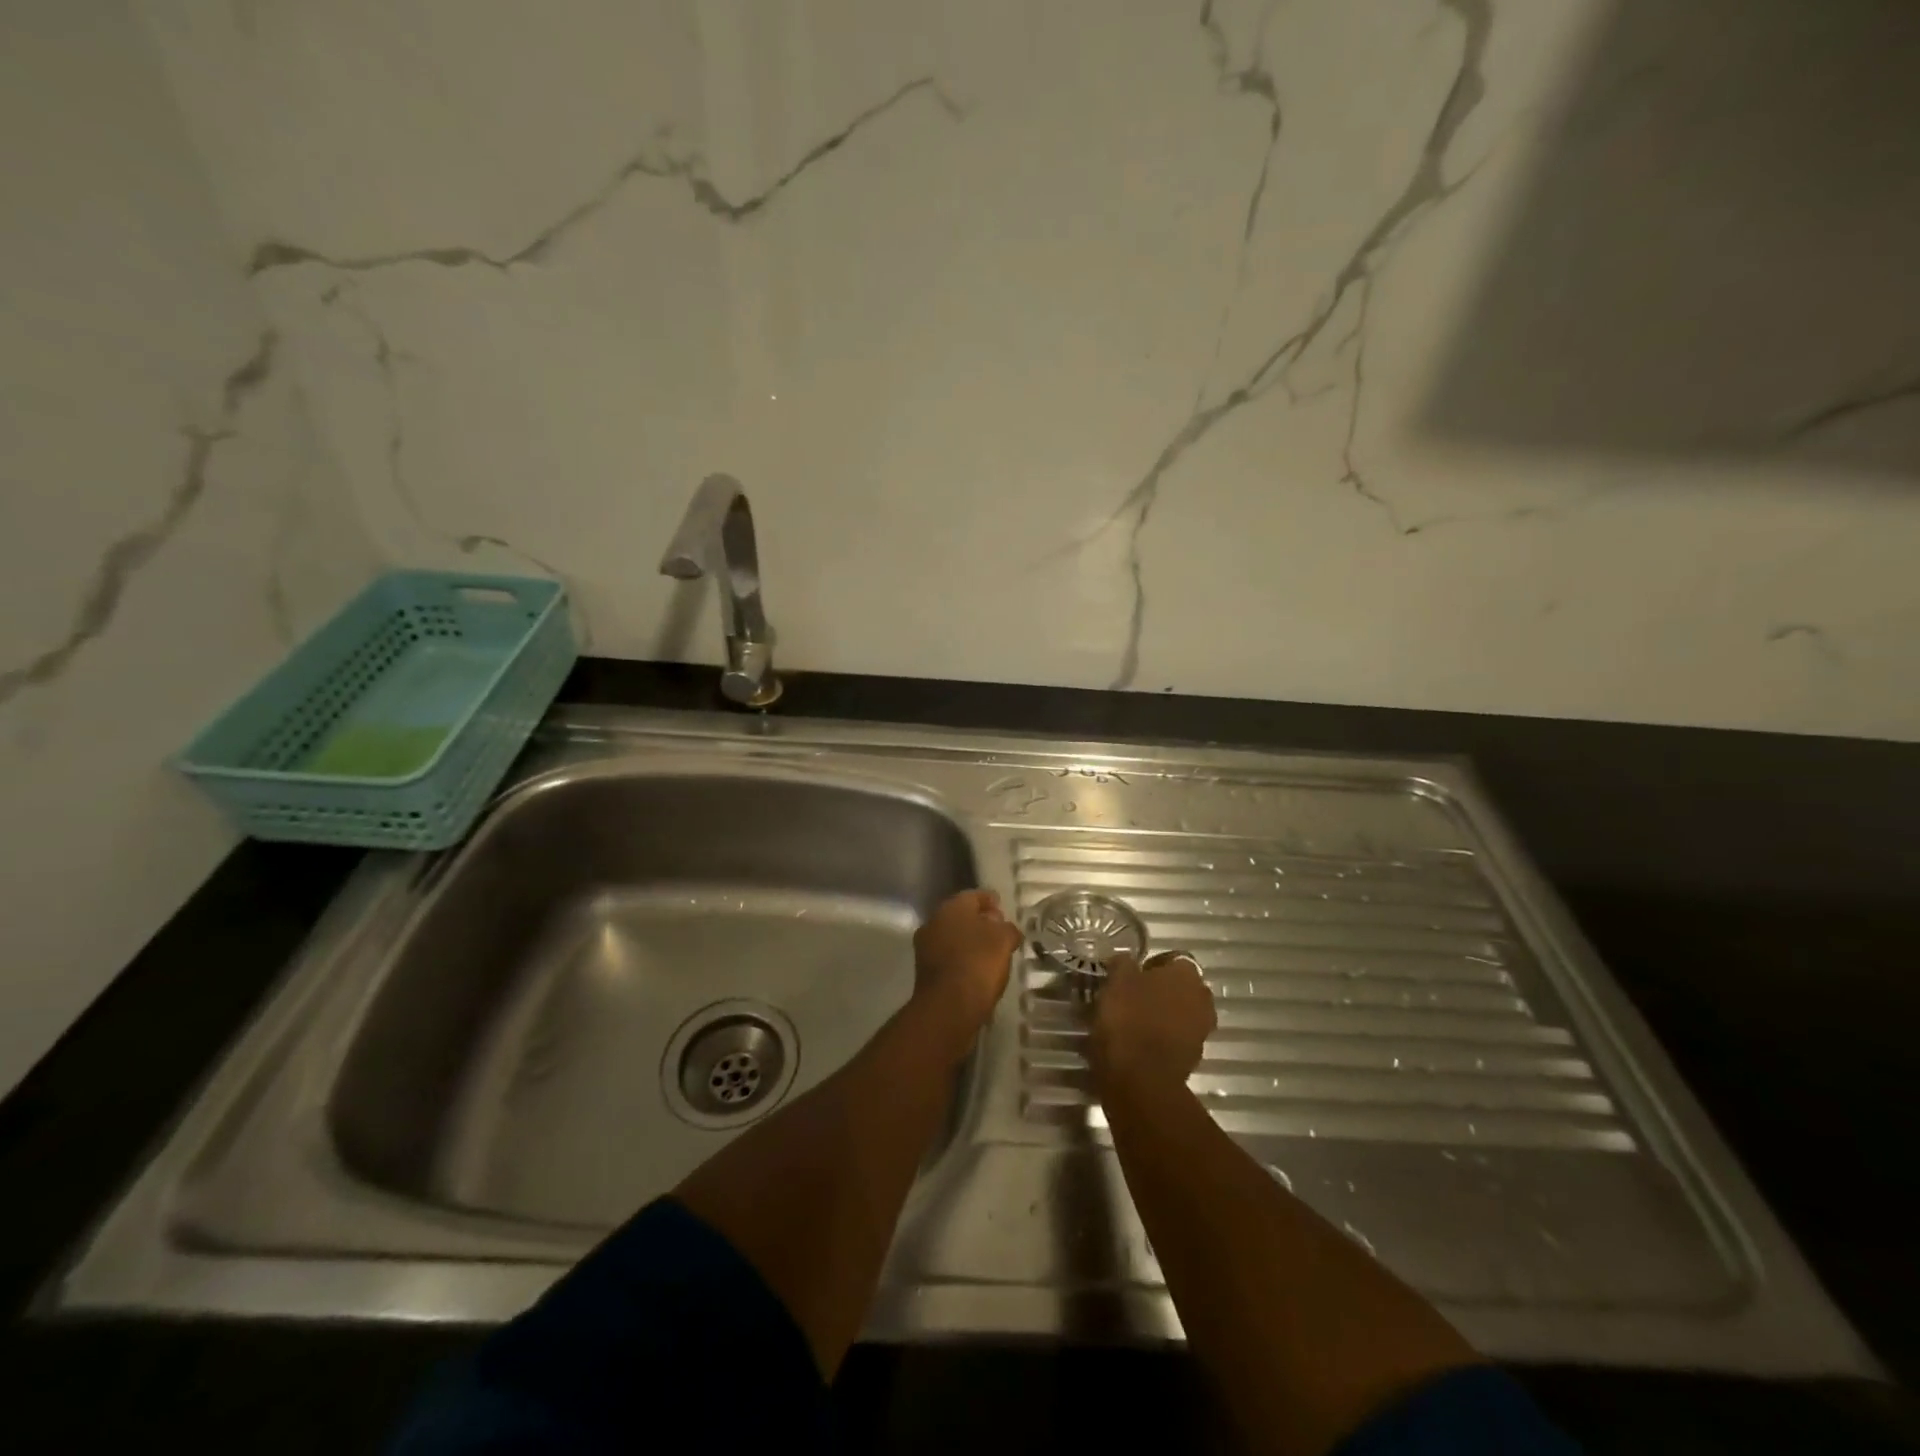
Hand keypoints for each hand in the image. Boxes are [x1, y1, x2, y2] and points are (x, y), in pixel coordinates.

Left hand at [912, 889, 1021, 1045]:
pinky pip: (949, 957)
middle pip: (961, 916)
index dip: (990, 900)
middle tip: (999, 931)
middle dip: (979, 921)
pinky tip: (977, 970)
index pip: (974, 896)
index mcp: (952, 907)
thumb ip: (1007, 928)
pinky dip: (962, 959)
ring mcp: (926, 947)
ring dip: (970, 941)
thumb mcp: (1004, 940)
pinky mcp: (925, 971)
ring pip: (953, 937)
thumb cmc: (979, 964)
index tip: (1002, 907)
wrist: (948, 1007)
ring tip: (991, 953)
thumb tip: (1003, 927)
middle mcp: (934, 921)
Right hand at [1089, 951, 1215, 1097]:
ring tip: (1132, 1021)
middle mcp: (1202, 999)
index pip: (1173, 959)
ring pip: (1180, 1014)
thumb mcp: (1116, 981)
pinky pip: (1176, 1039)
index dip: (1152, 965)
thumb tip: (1125, 960)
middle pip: (1180, 988)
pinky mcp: (1193, 1059)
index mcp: (1187, 974)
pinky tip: (1138, 1043)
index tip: (1132, 975)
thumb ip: (1123, 964)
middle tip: (1132, 997)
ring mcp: (1201, 1031)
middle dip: (1160, 991)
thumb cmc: (1128, 1018)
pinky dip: (1161, 1039)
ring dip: (1162, 1015)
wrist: (1140, 1079)